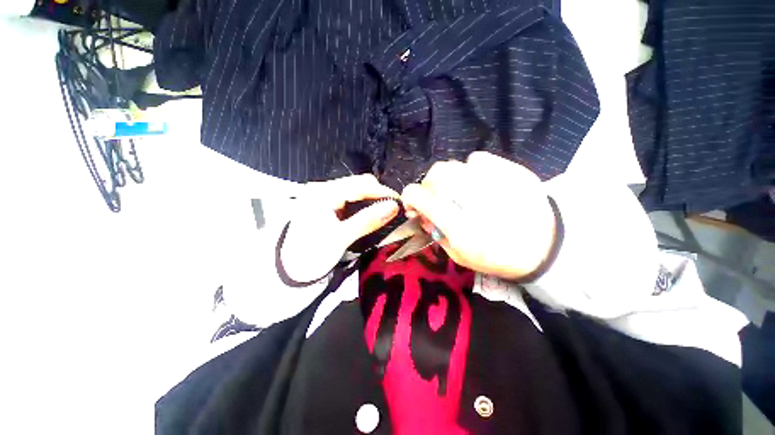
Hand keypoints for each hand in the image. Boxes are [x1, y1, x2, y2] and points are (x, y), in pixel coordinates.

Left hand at [281, 174, 399, 282]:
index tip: (400, 202)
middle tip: (394, 209)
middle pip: (358, 183)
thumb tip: (394, 206)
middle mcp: (323, 188)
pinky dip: (363, 203)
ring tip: (385, 210)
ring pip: (356, 189)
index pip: (360, 185)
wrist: (290, 268)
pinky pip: (350, 197)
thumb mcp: (340, 238)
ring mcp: (324, 194)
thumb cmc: (312, 253)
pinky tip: (370, 212)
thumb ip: (367, 220)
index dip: (383, 192)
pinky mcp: (326, 203)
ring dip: (372, 198)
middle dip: (378, 194)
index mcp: (323, 193)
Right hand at [401, 152, 555, 280]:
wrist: (545, 248)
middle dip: (428, 185)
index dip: (410, 197)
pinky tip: (477, 182)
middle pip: (436, 174)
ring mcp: (496, 181)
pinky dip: (469, 169)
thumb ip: (435, 232)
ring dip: (447, 179)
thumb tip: (422, 213)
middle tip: (435, 198)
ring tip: (457, 191)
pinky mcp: (512, 170)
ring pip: (454, 164)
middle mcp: (475, 199)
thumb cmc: (497, 257)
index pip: (421, 197)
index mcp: (461, 227)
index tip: (412, 204)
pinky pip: (476, 159)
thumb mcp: (458, 255)